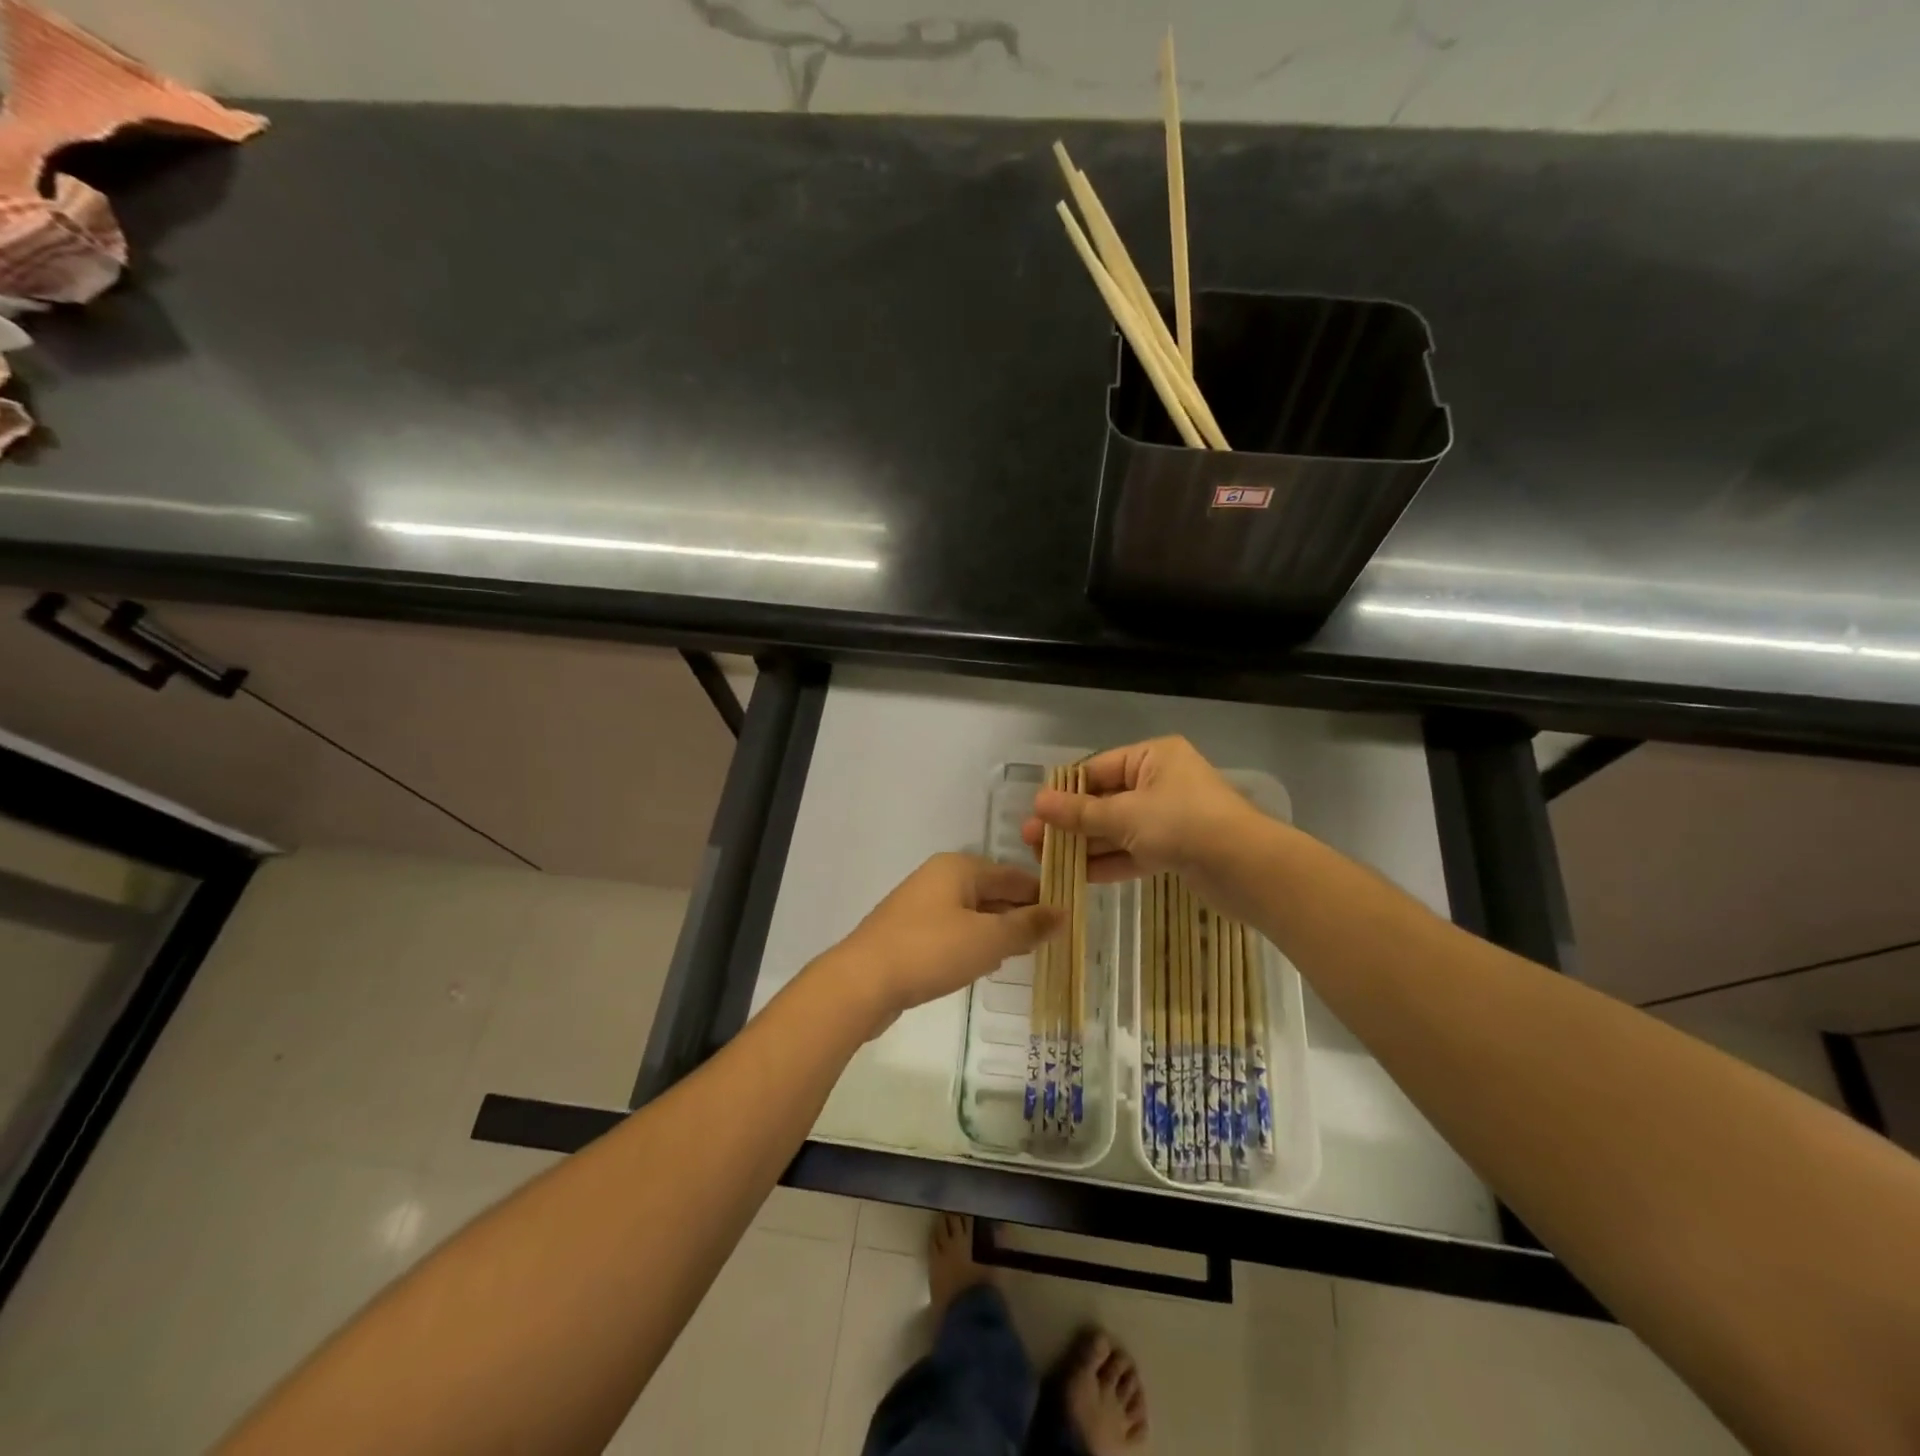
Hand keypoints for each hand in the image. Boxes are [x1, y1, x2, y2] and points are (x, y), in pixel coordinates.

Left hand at [824, 853, 1062, 1035]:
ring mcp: (920, 904)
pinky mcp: (908, 932)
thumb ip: (1027, 926)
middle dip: (1019, 914)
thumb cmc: (931, 951)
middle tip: (1051, 940)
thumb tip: (1062, 912)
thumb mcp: (988, 939)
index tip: (1067, 918)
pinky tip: (983, 963)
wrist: (862, 981)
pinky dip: (972, 942)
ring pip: (972, 912)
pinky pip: (952, 930)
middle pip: (992, 891)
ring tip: (1023, 953)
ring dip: (996, 931)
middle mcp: (939, 877)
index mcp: (959, 868)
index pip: (1014, 875)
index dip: (1042, 895)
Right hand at [1020, 737, 1273, 908]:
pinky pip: (1134, 851)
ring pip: (1117, 829)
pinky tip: (1077, 875)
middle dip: (1070, 822)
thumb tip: (1038, 803)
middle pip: (1105, 800)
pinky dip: (1108, 862)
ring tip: (1045, 861)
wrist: (1246, 868)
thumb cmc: (1183, 824)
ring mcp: (1169, 817)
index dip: (1065, 791)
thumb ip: (1080, 813)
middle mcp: (1161, 782)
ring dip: (1085, 845)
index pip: (1097, 769)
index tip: (1036, 812)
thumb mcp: (1125, 816)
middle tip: (1032, 841)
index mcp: (1153, 757)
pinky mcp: (1176, 849)